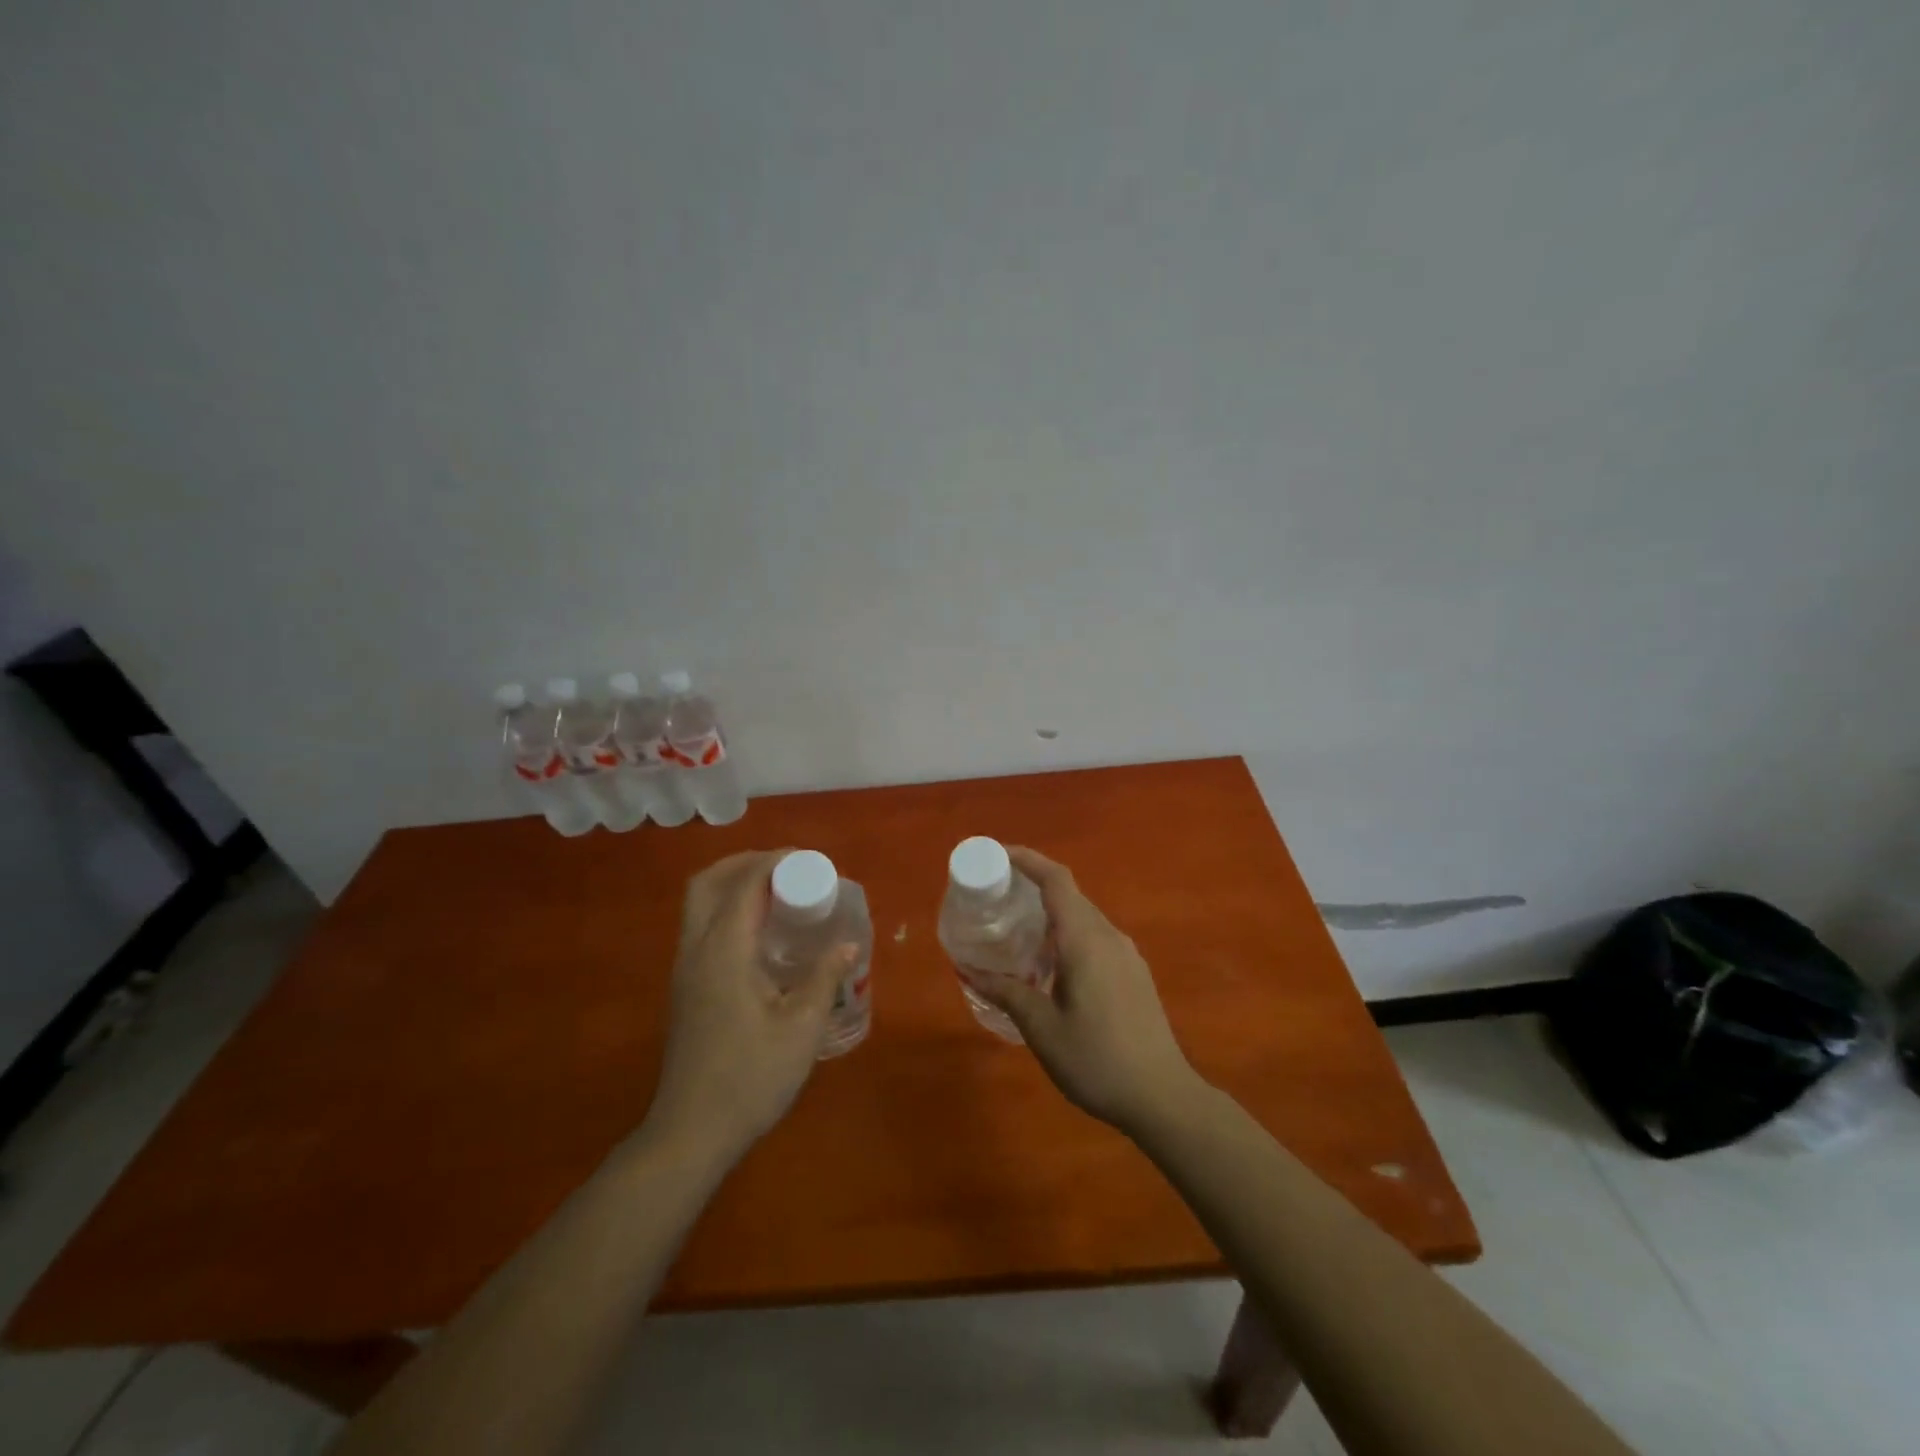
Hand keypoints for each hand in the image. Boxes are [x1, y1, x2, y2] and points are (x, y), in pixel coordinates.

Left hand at [642, 851, 855, 1164]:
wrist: (690, 1134)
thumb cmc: (750, 1078)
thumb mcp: (801, 1028)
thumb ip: (825, 977)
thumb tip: (848, 943)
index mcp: (724, 951)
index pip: (744, 884)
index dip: (775, 861)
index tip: (810, 859)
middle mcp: (696, 950)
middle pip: (707, 882)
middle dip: (746, 863)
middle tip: (787, 869)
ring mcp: (685, 969)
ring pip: (699, 904)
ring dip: (734, 885)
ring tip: (778, 893)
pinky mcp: (685, 988)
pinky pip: (702, 926)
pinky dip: (728, 910)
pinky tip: (762, 934)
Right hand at [983, 847, 1201, 1135]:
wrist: (1163, 1097)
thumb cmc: (1097, 1060)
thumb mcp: (1042, 1029)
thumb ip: (1006, 992)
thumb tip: (968, 969)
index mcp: (1085, 940)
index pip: (1056, 880)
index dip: (1027, 860)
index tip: (997, 854)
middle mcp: (1109, 936)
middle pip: (1069, 895)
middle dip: (1033, 887)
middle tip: (997, 898)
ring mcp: (1127, 954)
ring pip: (1084, 918)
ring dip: (1051, 915)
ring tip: (1017, 933)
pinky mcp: (1134, 973)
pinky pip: (1095, 938)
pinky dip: (1068, 936)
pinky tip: (1051, 967)